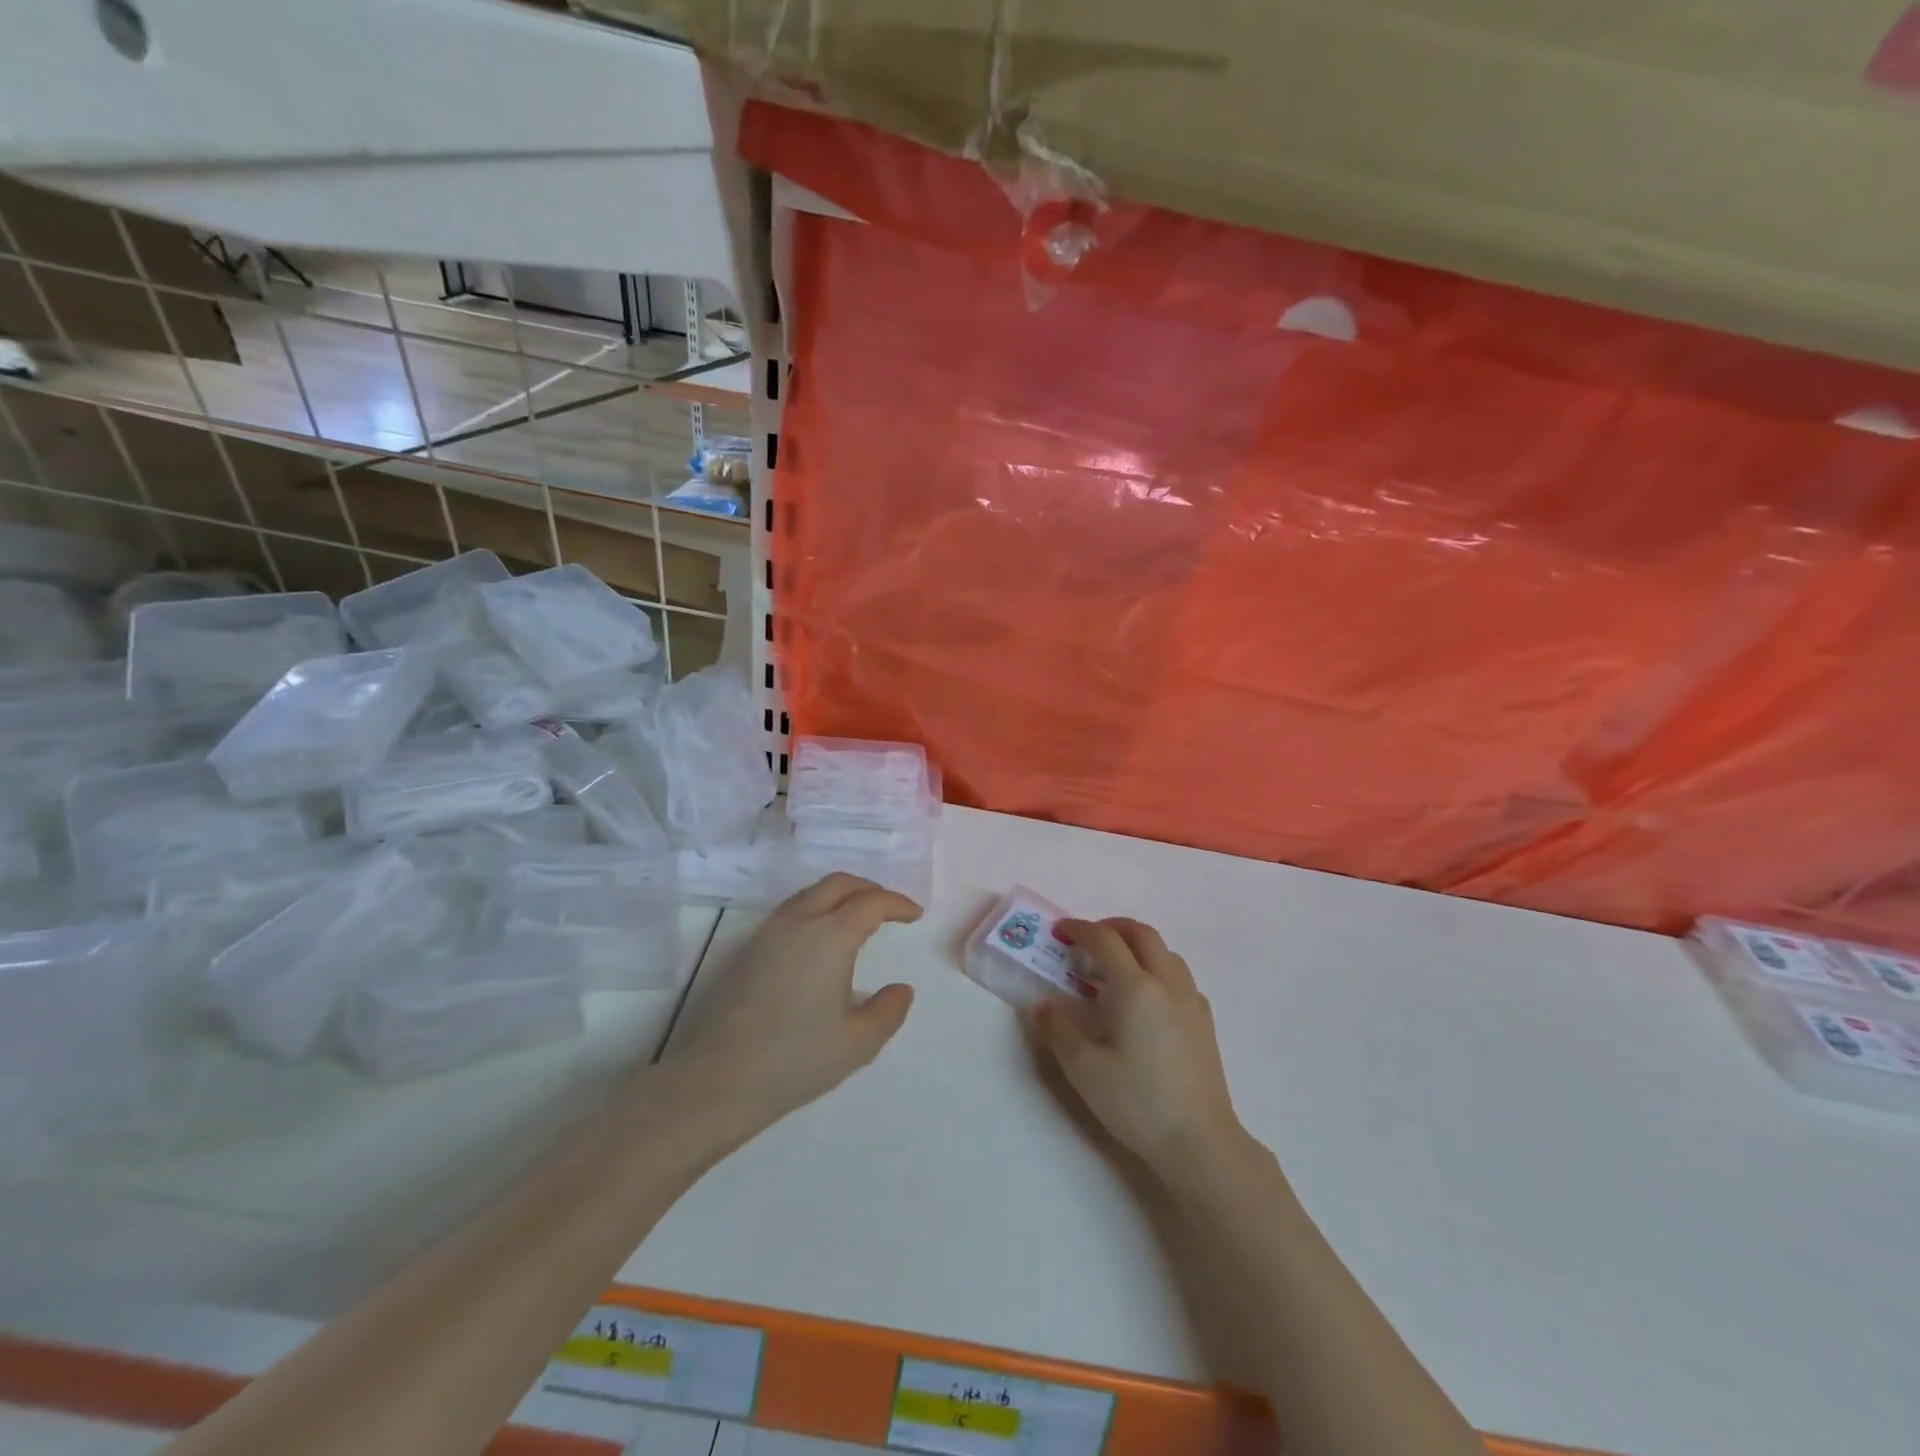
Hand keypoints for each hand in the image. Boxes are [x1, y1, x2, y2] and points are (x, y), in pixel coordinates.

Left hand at [666, 873, 919, 1131]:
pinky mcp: (747, 948)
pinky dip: (817, 909)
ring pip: (811, 893)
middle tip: (889, 909)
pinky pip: (791, 910)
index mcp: (830, 936)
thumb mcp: (858, 1043)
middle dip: (869, 889)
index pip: (871, 902)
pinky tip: (821, 941)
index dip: (897, 903)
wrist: (717, 1080)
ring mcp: (768, 932)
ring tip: (857, 921)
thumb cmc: (795, 1060)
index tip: (914, 915)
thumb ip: (889, 1011)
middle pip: (839, 883)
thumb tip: (902, 989)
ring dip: (840, 896)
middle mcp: (798, 921)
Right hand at [1028, 918, 1240, 1179]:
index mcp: (1136, 988)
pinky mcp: (1204, 1020)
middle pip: (1141, 933)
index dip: (1080, 929)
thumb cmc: (1137, 1102)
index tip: (1060, 931)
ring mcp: (1191, 1000)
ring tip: (1114, 967)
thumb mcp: (1083, 1069)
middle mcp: (1167, 983)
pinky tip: (1144, 998)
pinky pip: (1178, 975)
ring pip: (1164, 951)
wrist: (1199, 1141)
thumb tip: (1043, 1004)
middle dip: (1111, 927)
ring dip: (1136, 945)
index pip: (1105, 940)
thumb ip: (1058, 1029)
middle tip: (1087, 939)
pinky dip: (1156, 967)